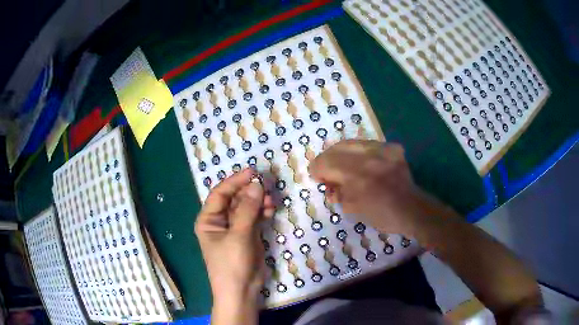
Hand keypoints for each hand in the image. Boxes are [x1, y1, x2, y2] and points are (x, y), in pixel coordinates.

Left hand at [194, 169, 274, 323]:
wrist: (241, 291)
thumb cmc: (232, 264)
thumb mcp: (238, 236)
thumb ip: (247, 210)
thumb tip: (256, 184)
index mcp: (208, 219)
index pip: (220, 193)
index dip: (235, 181)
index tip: (253, 172)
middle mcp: (220, 221)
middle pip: (234, 199)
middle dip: (250, 192)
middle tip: (266, 186)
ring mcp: (235, 228)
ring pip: (246, 207)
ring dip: (258, 202)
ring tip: (271, 201)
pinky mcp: (248, 235)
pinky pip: (255, 218)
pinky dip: (262, 212)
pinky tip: (271, 210)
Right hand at [309, 140, 454, 237]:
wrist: (411, 209)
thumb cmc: (381, 215)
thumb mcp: (353, 209)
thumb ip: (337, 193)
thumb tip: (329, 185)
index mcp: (356, 175)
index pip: (326, 162)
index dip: (316, 169)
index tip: (316, 176)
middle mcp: (367, 157)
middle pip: (337, 148)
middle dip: (327, 158)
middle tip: (327, 170)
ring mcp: (381, 150)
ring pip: (352, 142)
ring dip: (342, 153)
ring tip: (343, 164)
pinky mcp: (391, 148)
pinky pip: (368, 144)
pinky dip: (360, 153)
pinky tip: (362, 163)